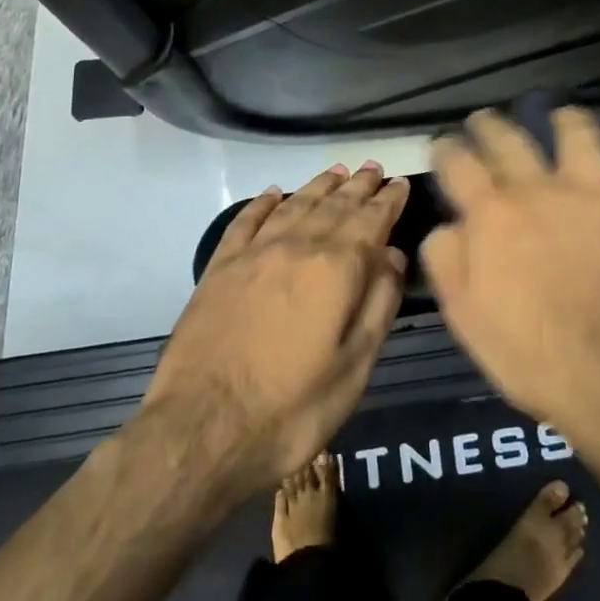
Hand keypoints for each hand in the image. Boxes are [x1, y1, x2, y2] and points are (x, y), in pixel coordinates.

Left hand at [143, 163, 409, 499]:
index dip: (388, 201)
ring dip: (318, 186)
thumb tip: (393, 256)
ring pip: (294, 205)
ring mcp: (253, 254)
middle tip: (373, 169)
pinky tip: (274, 193)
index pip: (370, 221)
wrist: (200, 431)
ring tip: (336, 172)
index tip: (399, 184)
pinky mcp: (219, 268)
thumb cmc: (291, 409)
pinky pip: (246, 221)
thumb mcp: (354, 368)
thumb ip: (378, 305)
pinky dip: (263, 202)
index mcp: (335, 269)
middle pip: (334, 205)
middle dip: (357, 186)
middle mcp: (296, 247)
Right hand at [421, 108, 599, 442]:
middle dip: (491, 124)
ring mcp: (593, 192)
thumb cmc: (528, 352)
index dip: (445, 148)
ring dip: (566, 119)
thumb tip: (447, 225)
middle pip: (510, 138)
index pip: (458, 162)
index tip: (442, 145)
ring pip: (579, 133)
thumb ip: (446, 259)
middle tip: (485, 121)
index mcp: (492, 213)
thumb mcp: (464, 315)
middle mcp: (539, 188)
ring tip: (560, 116)